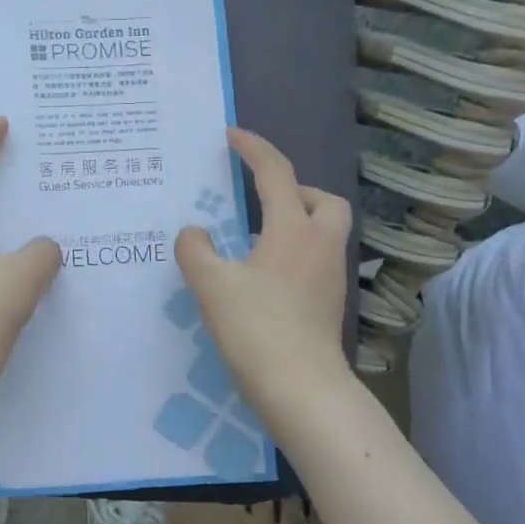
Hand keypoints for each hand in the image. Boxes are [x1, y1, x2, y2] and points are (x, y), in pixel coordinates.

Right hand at [175, 128, 353, 412]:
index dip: (253, 148)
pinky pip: (314, 260)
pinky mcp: (328, 303)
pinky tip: (261, 275)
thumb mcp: (212, 285)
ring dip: (295, 222)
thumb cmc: (257, 328)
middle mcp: (319, 246)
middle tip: (260, 201)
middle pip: (324, 200)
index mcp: (293, 230)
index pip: (276, 173)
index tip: (232, 135)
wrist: (302, 387)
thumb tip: (195, 233)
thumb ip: (195, 250)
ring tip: (253, 239)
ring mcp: (329, 277)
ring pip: (323, 231)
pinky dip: (292, 253)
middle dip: (295, 190)